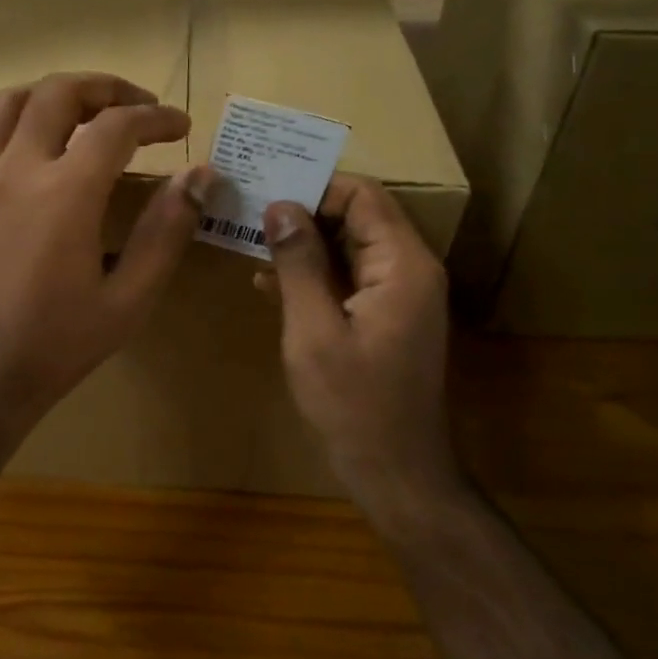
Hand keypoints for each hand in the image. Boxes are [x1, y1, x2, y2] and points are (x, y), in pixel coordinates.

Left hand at [0, 72, 213, 438]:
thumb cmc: (61, 342)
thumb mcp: (130, 298)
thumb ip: (166, 232)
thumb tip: (200, 177)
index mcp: (66, 194)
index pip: (116, 126)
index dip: (155, 118)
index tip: (180, 126)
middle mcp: (18, 171)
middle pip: (59, 93)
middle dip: (106, 87)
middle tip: (138, 103)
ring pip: (9, 101)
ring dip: (52, 92)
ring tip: (84, 109)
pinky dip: (13, 117)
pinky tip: (33, 139)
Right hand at [262, 176, 460, 524]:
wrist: (395, 471)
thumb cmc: (353, 402)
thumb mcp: (313, 330)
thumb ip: (298, 263)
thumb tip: (280, 205)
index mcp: (402, 265)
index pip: (363, 196)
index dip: (316, 187)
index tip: (266, 190)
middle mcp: (408, 270)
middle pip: (358, 217)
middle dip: (304, 211)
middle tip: (249, 210)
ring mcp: (399, 296)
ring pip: (349, 247)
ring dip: (303, 244)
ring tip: (249, 240)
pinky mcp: (384, 318)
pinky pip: (348, 278)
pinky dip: (313, 274)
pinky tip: (269, 284)